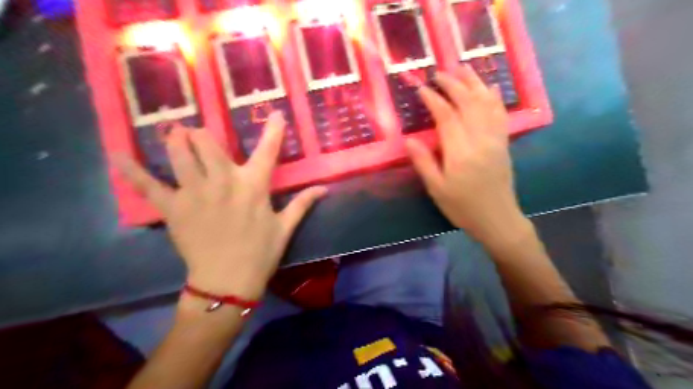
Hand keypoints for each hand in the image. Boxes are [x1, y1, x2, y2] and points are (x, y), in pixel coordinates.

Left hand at [115, 112, 327, 300]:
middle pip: (206, 142)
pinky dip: (132, 169)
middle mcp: (223, 182)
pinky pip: (148, 184)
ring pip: (179, 153)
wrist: (228, 282)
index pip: (268, 150)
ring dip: (176, 140)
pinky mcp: (173, 208)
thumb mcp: (285, 227)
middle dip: (203, 134)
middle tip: (202, 136)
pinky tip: (118, 154)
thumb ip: (303, 203)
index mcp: (253, 186)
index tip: (274, 114)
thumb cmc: (261, 253)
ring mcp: (194, 193)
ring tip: (175, 134)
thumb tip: (325, 188)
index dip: (273, 130)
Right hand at [408, 65, 524, 241]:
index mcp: (460, 152)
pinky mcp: (503, 142)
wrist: (497, 218)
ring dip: (474, 83)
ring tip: (463, 68)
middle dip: (453, 84)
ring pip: (486, 103)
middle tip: (439, 73)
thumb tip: (409, 140)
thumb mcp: (437, 189)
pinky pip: (500, 114)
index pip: (446, 116)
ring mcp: (495, 139)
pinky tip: (489, 87)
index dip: (434, 99)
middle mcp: (480, 139)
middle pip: (467, 103)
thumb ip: (423, 162)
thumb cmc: (462, 206)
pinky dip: (494, 97)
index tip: (422, 88)